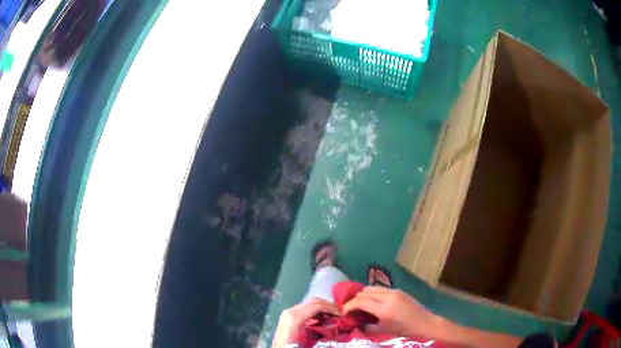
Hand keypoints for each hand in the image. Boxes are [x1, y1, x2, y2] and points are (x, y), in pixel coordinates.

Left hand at [272, 297, 340, 347]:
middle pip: (313, 301)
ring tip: (333, 316)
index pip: (317, 305)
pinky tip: (322, 319)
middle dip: (328, 306)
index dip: (331, 308)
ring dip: (322, 308)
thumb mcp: (308, 340)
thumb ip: (321, 330)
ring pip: (309, 304)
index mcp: (295, 316)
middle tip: (339, 313)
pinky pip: (304, 309)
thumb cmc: (292, 346)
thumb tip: (336, 324)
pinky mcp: (288, 316)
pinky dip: (315, 311)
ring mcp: (288, 312)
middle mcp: (290, 311)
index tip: (342, 314)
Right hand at [342, 286, 443, 338]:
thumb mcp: (382, 331)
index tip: (343, 312)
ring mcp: (394, 291)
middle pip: (364, 292)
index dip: (348, 306)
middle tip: (352, 309)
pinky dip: (373, 293)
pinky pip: (380, 289)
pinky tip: (374, 302)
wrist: (423, 322)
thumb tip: (355, 323)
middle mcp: (388, 296)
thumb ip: (366, 327)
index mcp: (383, 308)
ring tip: (361, 305)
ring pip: (372, 288)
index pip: (360, 302)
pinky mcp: (398, 290)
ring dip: (363, 295)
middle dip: (355, 300)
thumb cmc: (403, 329)